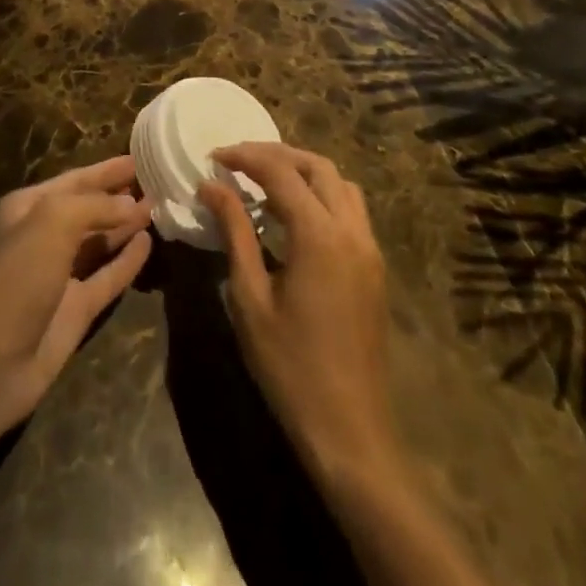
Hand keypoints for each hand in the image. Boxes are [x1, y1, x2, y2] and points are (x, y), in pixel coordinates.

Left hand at [0, 156, 152, 429]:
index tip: (140, 158)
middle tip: (158, 182)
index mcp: (28, 209)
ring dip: (126, 225)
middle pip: (89, 209)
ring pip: (100, 243)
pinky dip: (127, 261)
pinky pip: (107, 277)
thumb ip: (94, 206)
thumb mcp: (52, 222)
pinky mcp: (76, 310)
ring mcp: (60, 276)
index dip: (106, 170)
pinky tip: (148, 244)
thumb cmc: (16, 277)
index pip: (75, 180)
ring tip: (160, 208)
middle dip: (119, 196)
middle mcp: (43, 237)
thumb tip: (132, 206)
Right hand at [199, 143, 398, 484]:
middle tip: (237, 160)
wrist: (350, 431)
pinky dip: (321, 194)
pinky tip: (292, 213)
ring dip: (303, 171)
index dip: (245, 157)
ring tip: (264, 179)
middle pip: (317, 167)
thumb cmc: (289, 366)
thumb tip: (211, 186)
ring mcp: (369, 249)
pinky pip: (350, 210)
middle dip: (276, 154)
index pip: (281, 172)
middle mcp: (352, 231)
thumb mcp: (250, 297)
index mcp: (319, 236)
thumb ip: (234, 232)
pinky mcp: (374, 268)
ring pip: (340, 184)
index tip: (213, 156)